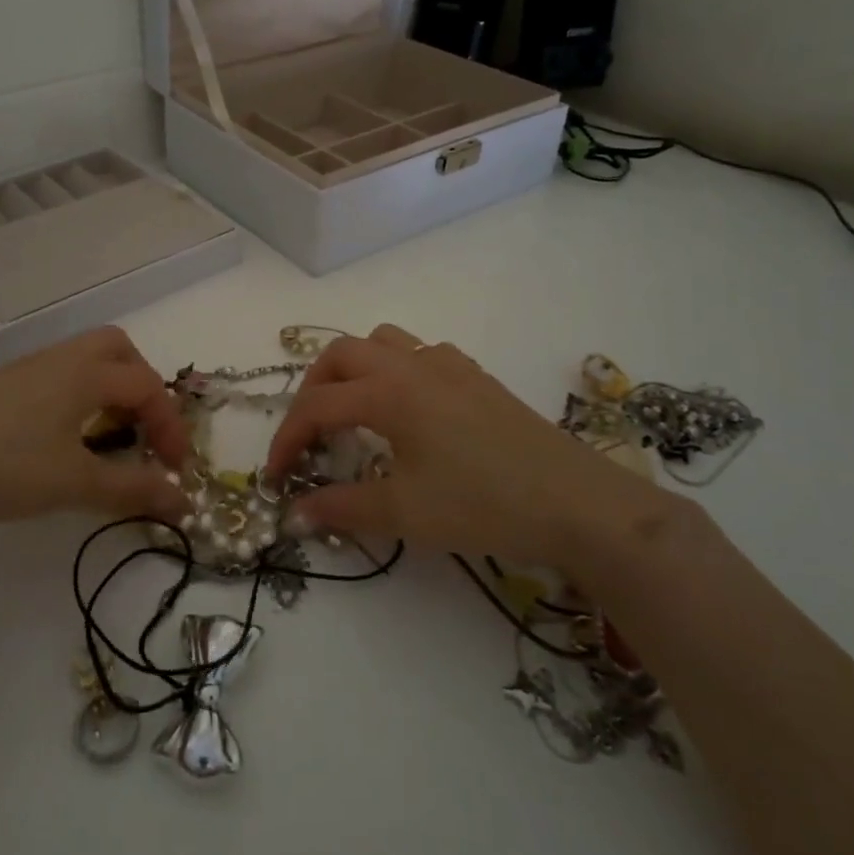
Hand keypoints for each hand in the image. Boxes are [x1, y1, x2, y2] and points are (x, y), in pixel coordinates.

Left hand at [0, 326, 190, 553]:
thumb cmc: (5, 467)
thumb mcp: (76, 483)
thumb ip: (134, 489)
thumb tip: (185, 503)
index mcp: (84, 373)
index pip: (147, 387)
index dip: (170, 426)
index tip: (177, 469)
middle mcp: (59, 360)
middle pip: (117, 350)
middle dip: (142, 387)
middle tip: (144, 430)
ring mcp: (26, 371)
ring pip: (84, 362)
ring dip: (109, 392)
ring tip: (108, 438)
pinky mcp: (1, 389)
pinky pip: (57, 378)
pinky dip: (79, 399)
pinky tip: (64, 441)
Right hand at [263, 324, 679, 570]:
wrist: (577, 503)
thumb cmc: (483, 505)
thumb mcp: (405, 512)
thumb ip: (342, 508)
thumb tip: (295, 513)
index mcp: (388, 391)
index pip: (316, 406)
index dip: (287, 440)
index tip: (276, 477)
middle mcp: (412, 365)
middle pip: (340, 355)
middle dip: (312, 390)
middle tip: (309, 436)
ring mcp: (448, 365)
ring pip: (381, 341)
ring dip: (353, 369)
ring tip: (351, 411)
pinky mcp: (475, 376)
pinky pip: (418, 353)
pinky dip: (394, 369)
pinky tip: (408, 410)